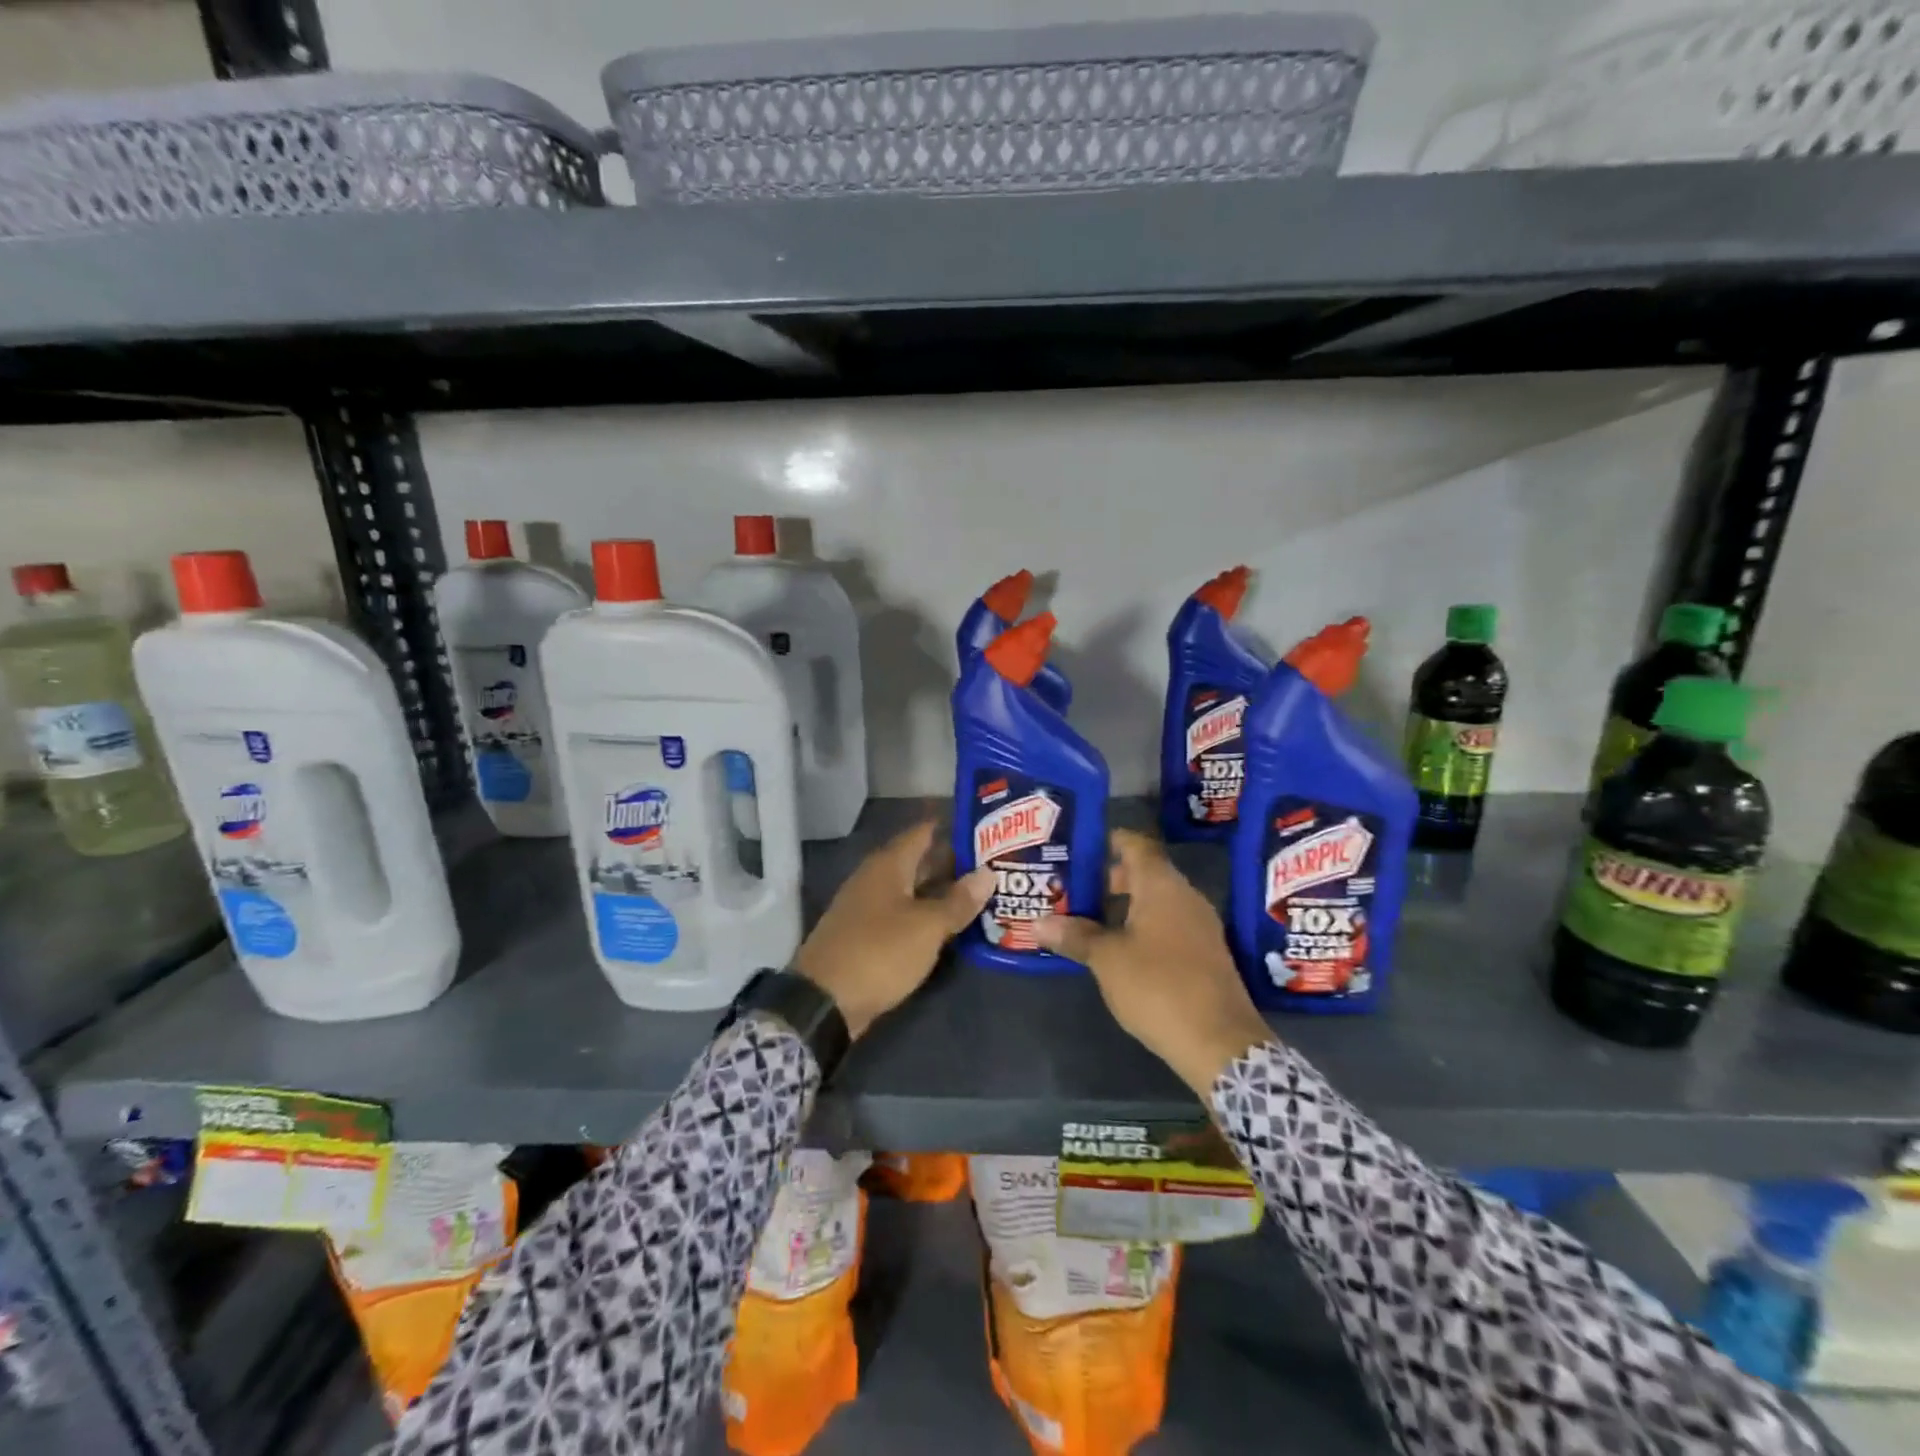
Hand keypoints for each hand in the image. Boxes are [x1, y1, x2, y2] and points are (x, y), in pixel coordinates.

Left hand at [793, 820, 992, 1038]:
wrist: (824, 1001)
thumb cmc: (879, 952)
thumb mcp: (927, 927)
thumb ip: (958, 901)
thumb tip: (988, 873)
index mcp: (888, 865)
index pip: (923, 832)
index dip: (951, 828)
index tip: (984, 828)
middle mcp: (875, 879)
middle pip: (918, 861)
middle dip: (952, 862)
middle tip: (992, 863)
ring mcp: (867, 908)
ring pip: (912, 890)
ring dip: (941, 891)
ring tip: (979, 893)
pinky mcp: (865, 935)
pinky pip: (902, 915)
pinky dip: (926, 915)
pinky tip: (949, 925)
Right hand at [1034, 829, 1273, 1094]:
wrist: (1219, 1042)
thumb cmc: (1158, 986)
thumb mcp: (1107, 960)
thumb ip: (1074, 935)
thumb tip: (1037, 922)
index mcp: (1162, 886)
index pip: (1135, 844)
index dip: (1108, 841)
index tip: (1078, 846)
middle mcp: (1185, 896)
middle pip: (1145, 873)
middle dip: (1109, 878)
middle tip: (1072, 887)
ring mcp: (1200, 925)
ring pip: (1156, 901)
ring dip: (1124, 906)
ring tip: (1086, 917)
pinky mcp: (1205, 953)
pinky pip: (1168, 924)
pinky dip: (1142, 926)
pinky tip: (1118, 947)